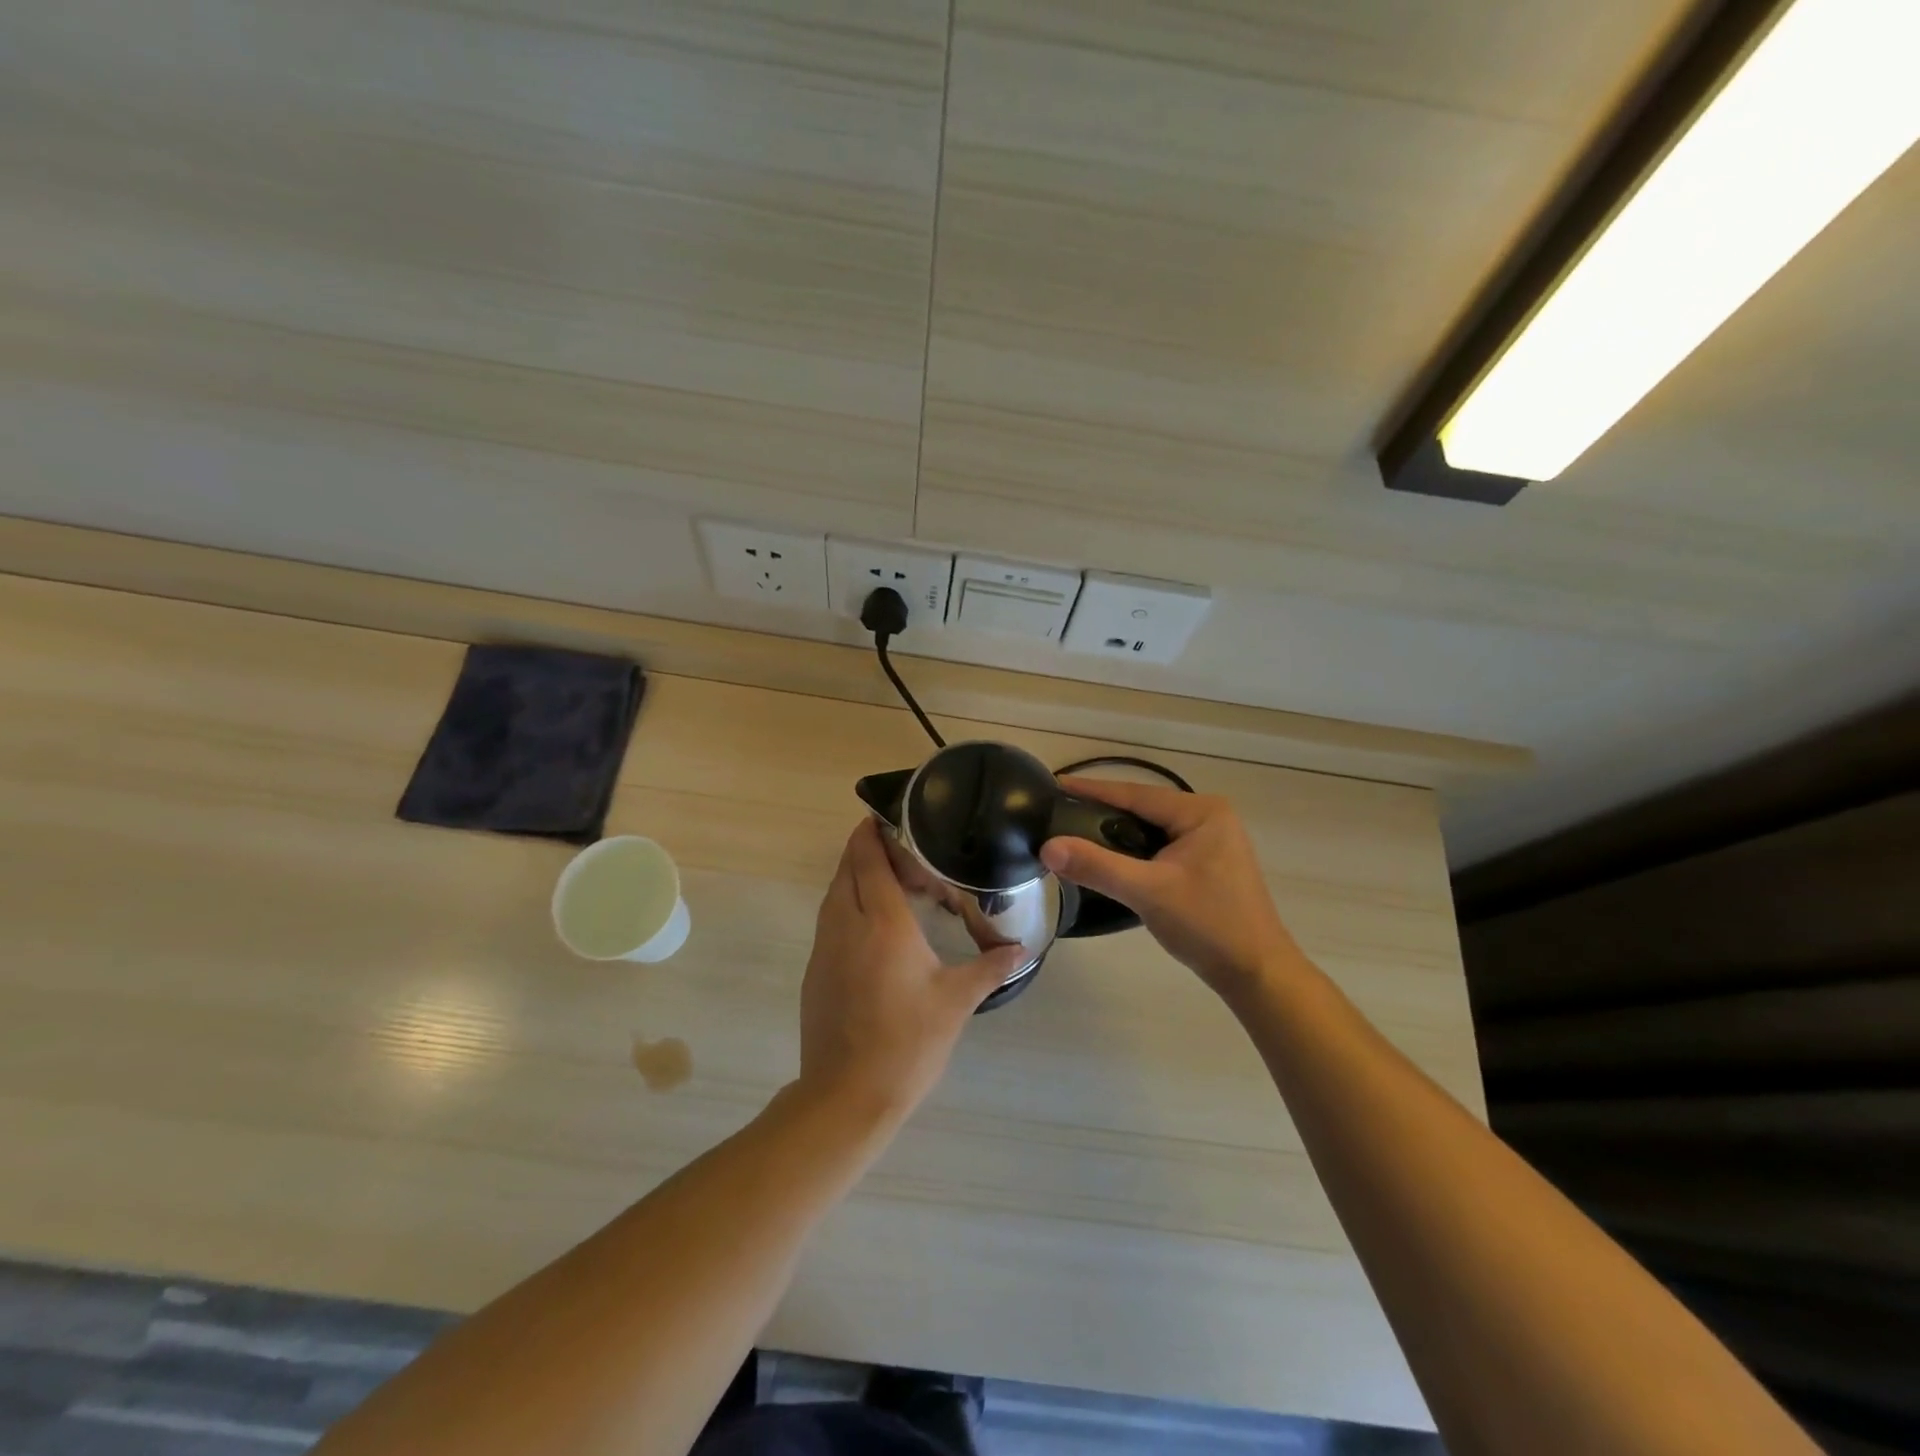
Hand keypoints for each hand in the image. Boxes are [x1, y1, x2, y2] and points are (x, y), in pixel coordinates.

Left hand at [798, 819, 1025, 1121]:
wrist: (846, 1095)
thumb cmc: (907, 1043)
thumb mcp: (956, 1002)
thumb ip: (989, 968)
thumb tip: (1021, 950)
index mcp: (882, 925)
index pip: (870, 862)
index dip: (871, 834)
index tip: (882, 816)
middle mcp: (847, 926)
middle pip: (847, 870)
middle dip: (863, 849)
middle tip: (895, 845)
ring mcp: (825, 949)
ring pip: (834, 895)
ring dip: (853, 876)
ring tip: (885, 878)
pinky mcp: (815, 971)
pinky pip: (829, 920)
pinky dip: (846, 905)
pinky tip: (870, 924)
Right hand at [1040, 778, 1304, 1002]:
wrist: (1256, 973)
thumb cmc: (1208, 925)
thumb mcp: (1148, 892)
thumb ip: (1097, 866)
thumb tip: (1048, 846)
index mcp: (1201, 811)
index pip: (1135, 793)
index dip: (1091, 790)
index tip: (1055, 783)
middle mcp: (1209, 816)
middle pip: (1142, 807)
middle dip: (1101, 808)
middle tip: (1058, 810)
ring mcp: (1211, 839)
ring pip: (1150, 827)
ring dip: (1116, 830)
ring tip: (1074, 829)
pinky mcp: (1208, 862)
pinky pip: (1160, 844)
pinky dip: (1133, 848)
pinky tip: (1109, 856)